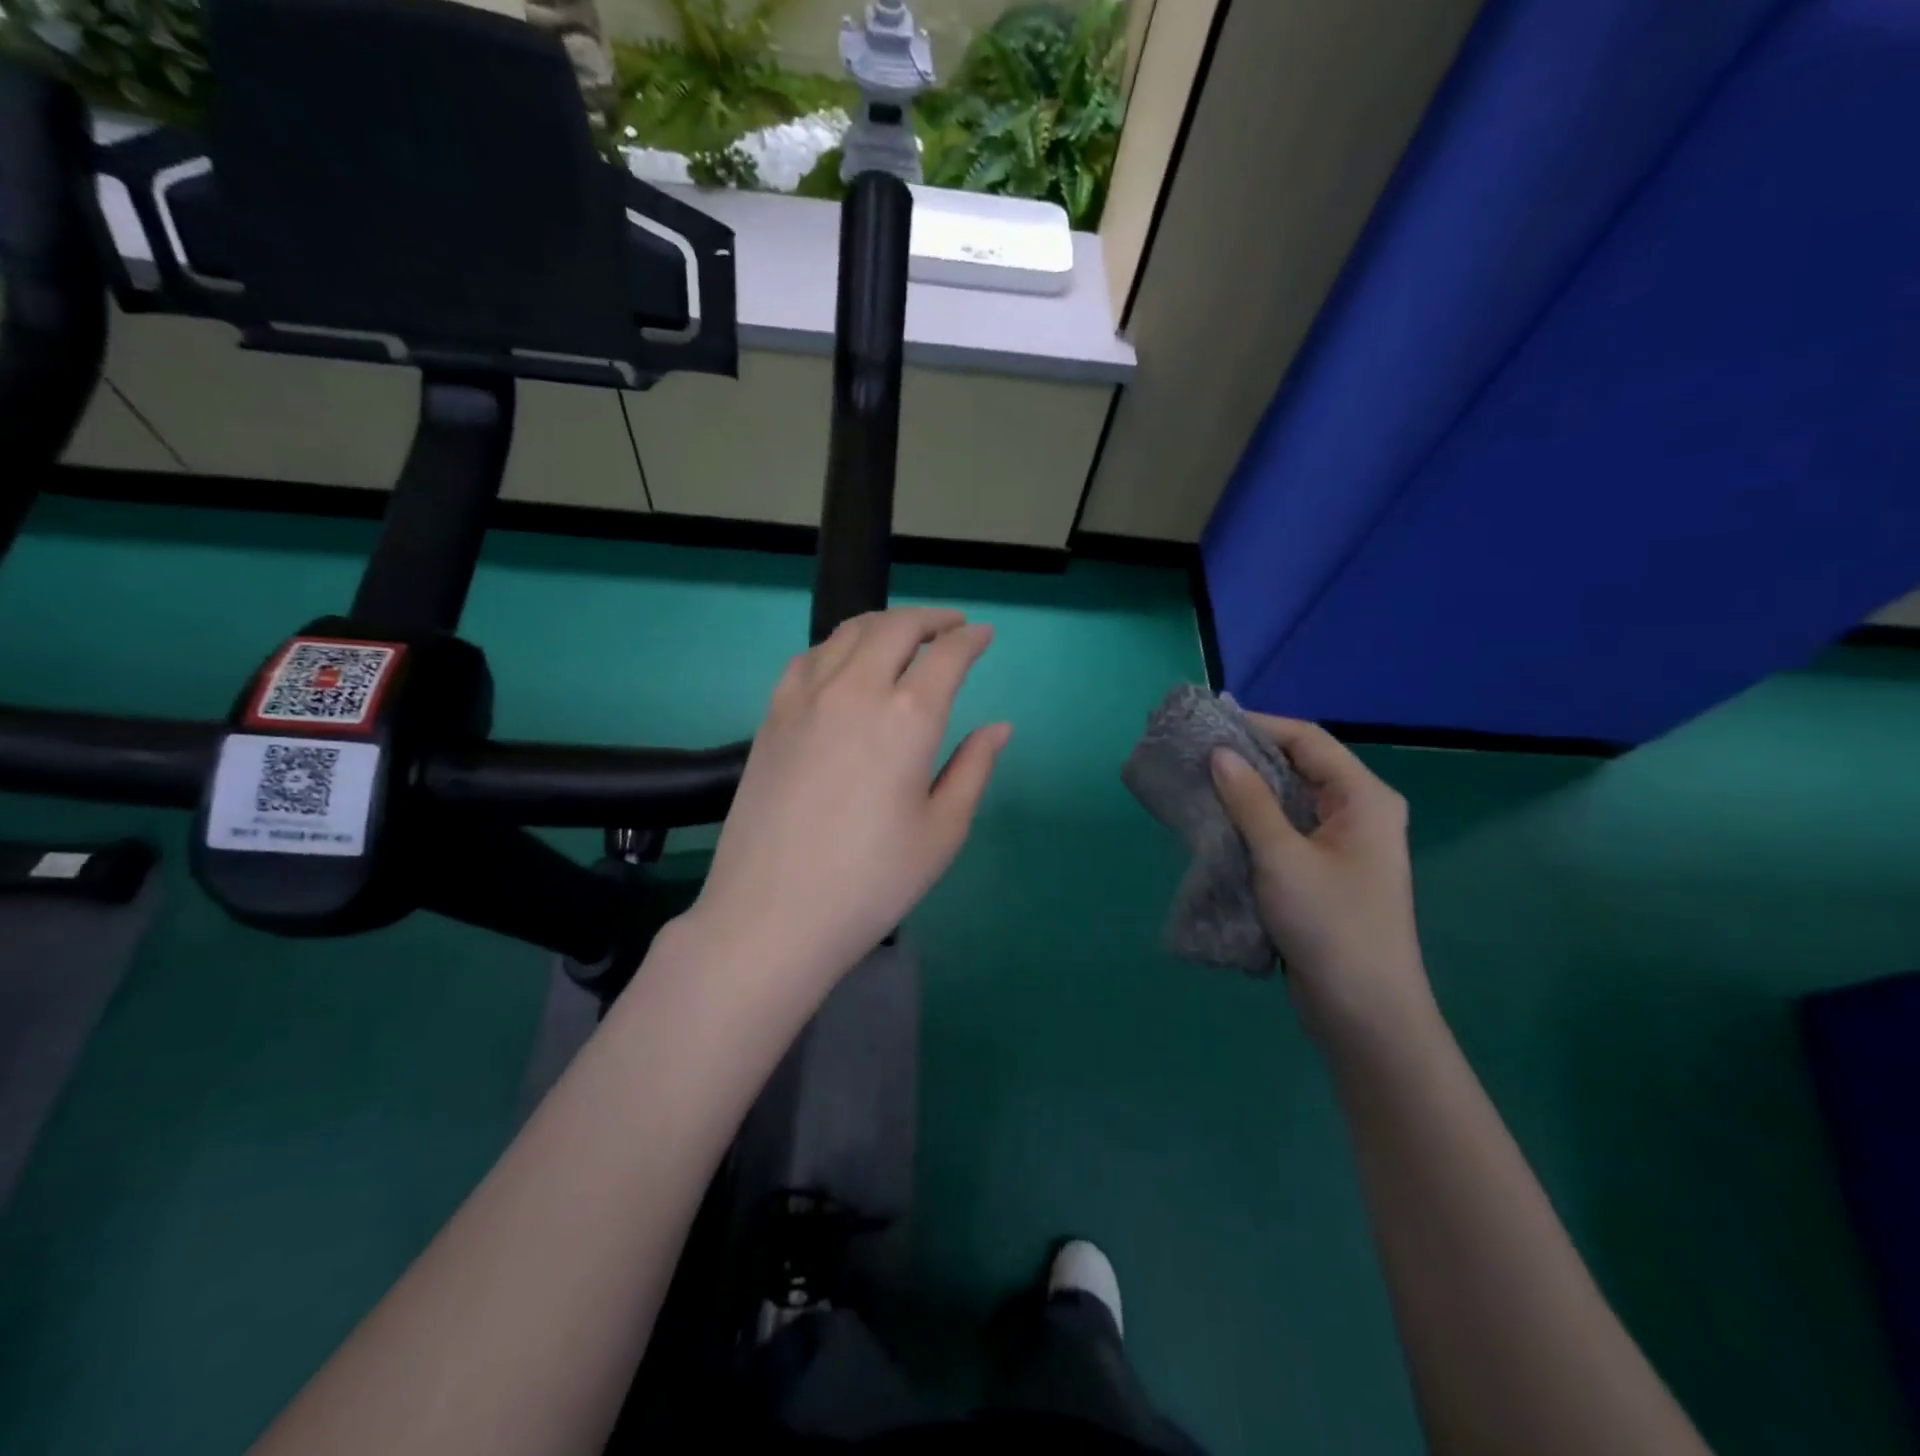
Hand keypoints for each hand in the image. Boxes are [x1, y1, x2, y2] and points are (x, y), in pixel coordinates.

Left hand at [689, 607, 1011, 996]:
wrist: (772, 914)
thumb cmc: (871, 881)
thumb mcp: (943, 831)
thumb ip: (974, 768)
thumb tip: (999, 727)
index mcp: (908, 717)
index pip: (946, 656)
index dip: (970, 639)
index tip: (983, 635)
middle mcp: (856, 689)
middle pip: (896, 628)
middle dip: (930, 619)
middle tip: (950, 626)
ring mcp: (806, 697)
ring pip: (848, 632)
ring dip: (884, 624)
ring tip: (903, 635)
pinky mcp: (772, 715)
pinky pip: (809, 657)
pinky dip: (838, 645)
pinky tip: (845, 663)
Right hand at [1209, 717, 1434, 1043]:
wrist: (1363, 1011)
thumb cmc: (1330, 925)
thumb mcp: (1282, 857)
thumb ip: (1250, 801)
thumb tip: (1220, 753)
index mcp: (1363, 798)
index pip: (1307, 740)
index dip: (1258, 726)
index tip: (1208, 726)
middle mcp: (1357, 813)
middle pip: (1298, 768)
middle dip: (1246, 760)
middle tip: (1194, 754)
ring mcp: (1340, 845)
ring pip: (1287, 803)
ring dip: (1244, 794)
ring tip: (1195, 784)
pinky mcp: (1322, 873)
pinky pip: (1283, 833)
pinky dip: (1251, 825)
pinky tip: (1215, 825)